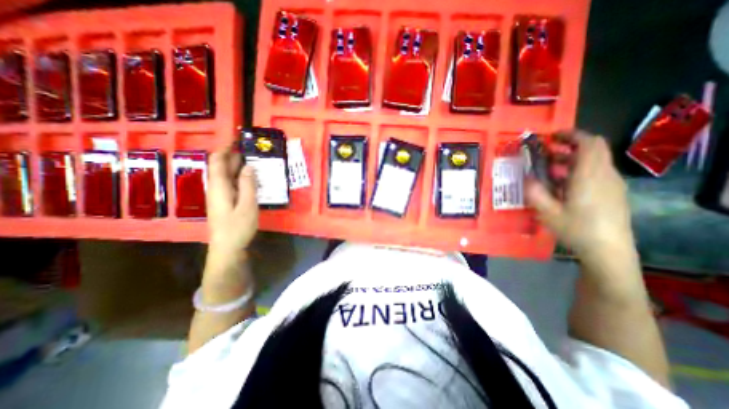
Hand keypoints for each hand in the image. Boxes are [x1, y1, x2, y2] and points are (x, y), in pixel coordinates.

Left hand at [206, 144, 257, 258]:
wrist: (227, 248)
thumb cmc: (237, 227)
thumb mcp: (247, 205)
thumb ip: (248, 185)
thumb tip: (249, 166)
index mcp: (219, 186)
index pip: (217, 161)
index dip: (225, 148)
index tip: (238, 140)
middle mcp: (216, 188)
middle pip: (221, 167)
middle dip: (234, 156)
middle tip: (252, 151)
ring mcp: (219, 196)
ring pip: (226, 176)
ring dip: (238, 167)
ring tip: (255, 163)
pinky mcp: (224, 203)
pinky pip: (230, 184)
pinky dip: (240, 178)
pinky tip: (251, 180)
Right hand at [528, 129, 635, 260]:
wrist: (609, 251)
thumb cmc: (577, 229)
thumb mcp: (548, 212)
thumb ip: (535, 192)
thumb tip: (525, 177)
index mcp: (590, 176)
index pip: (589, 143)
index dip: (572, 135)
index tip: (552, 136)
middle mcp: (605, 175)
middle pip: (593, 149)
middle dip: (569, 146)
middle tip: (547, 152)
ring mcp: (612, 184)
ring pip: (595, 161)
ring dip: (573, 159)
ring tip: (551, 169)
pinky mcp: (613, 193)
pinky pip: (596, 173)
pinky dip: (579, 170)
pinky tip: (563, 186)